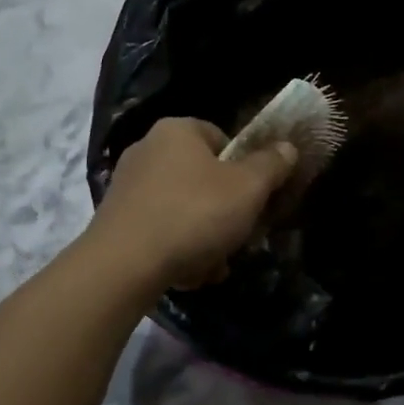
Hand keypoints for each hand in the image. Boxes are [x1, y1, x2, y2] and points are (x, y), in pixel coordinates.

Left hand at [90, 118, 298, 289]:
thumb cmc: (194, 214)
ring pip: (184, 210)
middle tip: (238, 239)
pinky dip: (177, 249)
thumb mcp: (248, 188)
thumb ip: (272, 165)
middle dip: (225, 213)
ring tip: (213, 265)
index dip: (244, 168)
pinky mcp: (117, 219)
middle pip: (204, 178)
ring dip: (205, 238)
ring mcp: (128, 185)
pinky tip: (188, 274)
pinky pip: (160, 230)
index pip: (222, 139)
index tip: (255, 198)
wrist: (124, 264)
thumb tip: (287, 148)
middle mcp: (147, 149)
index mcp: (177, 130)